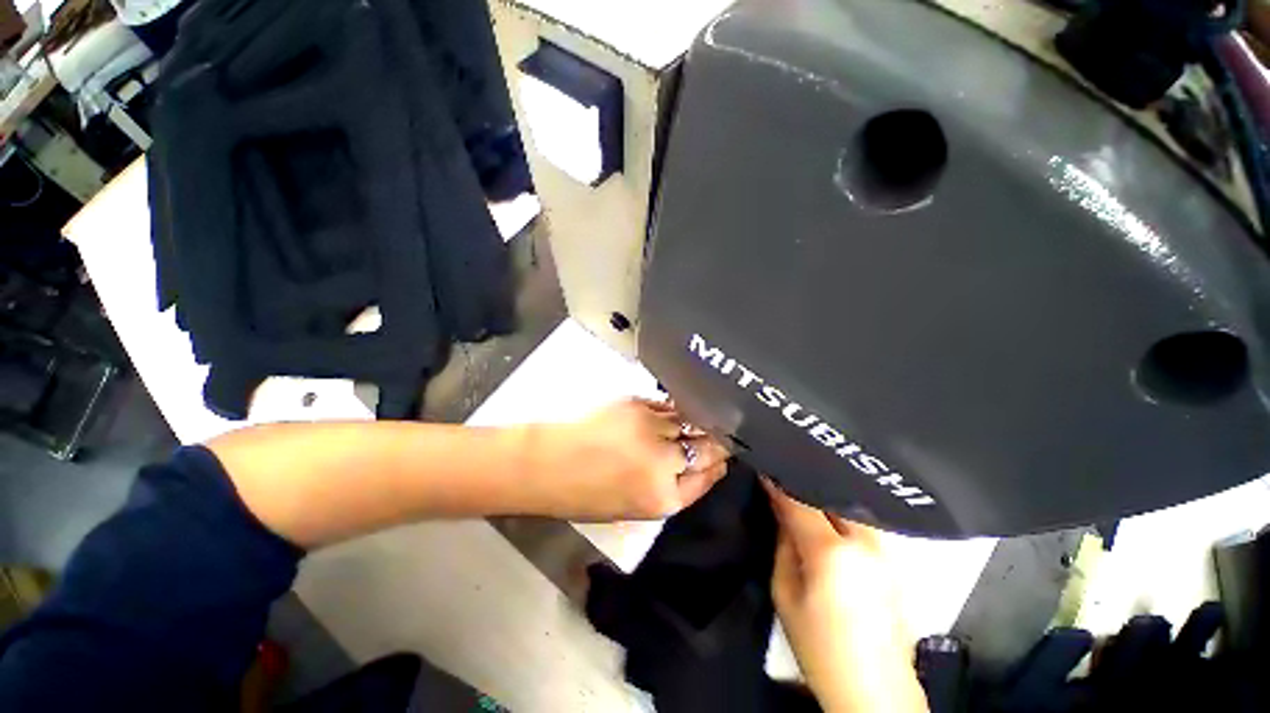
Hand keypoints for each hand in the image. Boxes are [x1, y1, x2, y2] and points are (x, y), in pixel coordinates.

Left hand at [524, 398, 730, 520]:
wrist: (546, 464)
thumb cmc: (584, 494)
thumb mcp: (633, 507)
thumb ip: (669, 488)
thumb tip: (696, 465)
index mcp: (662, 497)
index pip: (708, 477)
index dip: (718, 465)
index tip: (721, 457)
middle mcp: (663, 462)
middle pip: (708, 447)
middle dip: (716, 442)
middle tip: (716, 436)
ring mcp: (651, 428)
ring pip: (691, 421)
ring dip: (696, 423)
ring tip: (693, 422)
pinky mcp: (637, 404)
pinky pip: (669, 406)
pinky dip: (674, 410)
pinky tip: (671, 412)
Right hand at [765, 480, 928, 712]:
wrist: (875, 692)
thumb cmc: (820, 647)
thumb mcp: (785, 592)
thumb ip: (783, 543)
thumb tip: (779, 507)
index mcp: (832, 552)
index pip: (799, 501)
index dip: (778, 482)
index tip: (764, 467)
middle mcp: (865, 543)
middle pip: (829, 495)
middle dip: (803, 484)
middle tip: (781, 478)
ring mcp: (886, 551)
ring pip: (848, 505)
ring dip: (823, 497)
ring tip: (801, 495)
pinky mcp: (895, 561)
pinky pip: (862, 523)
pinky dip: (840, 513)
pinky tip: (826, 518)